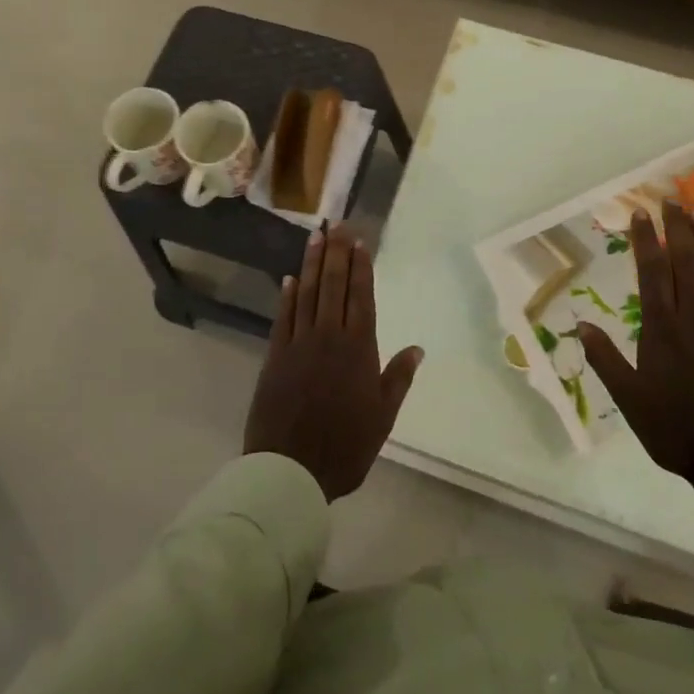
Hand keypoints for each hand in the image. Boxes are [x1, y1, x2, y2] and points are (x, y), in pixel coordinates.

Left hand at [244, 225, 424, 501]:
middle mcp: (328, 337)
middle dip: (337, 253)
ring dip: (312, 264)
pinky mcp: (275, 356)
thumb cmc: (345, 446)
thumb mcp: (383, 417)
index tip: (360, 242)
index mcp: (358, 349)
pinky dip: (288, 296)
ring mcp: (299, 344)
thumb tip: (417, 348)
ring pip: (307, 294)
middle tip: (338, 225)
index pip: (360, 297)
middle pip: (333, 286)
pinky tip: (290, 278)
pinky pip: (283, 317)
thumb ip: (398, 379)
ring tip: (316, 237)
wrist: (291, 469)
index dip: (360, 267)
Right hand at [577, 202, 693, 509]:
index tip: (641, 213)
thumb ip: (605, 358)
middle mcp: (693, 316)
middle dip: (679, 228)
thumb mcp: (628, 398)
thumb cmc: (673, 427)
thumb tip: (580, 324)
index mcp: (662, 326)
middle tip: (673, 201)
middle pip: (686, 261)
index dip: (646, 239)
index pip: (652, 270)